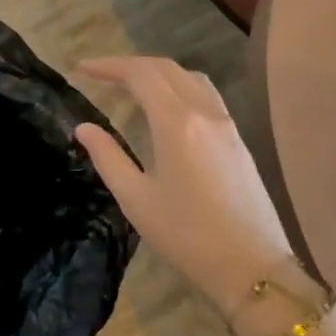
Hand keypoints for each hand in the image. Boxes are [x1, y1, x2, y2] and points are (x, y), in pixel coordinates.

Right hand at [74, 56, 291, 321]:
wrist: (254, 270)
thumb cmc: (187, 237)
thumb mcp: (136, 199)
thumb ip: (108, 157)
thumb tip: (83, 128)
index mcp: (176, 123)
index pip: (139, 75)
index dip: (108, 65)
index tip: (81, 68)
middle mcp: (204, 112)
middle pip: (165, 68)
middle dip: (129, 65)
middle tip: (99, 74)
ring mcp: (226, 124)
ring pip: (189, 77)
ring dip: (157, 72)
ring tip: (131, 85)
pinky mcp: (238, 139)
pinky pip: (205, 94)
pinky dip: (179, 85)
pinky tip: (167, 107)